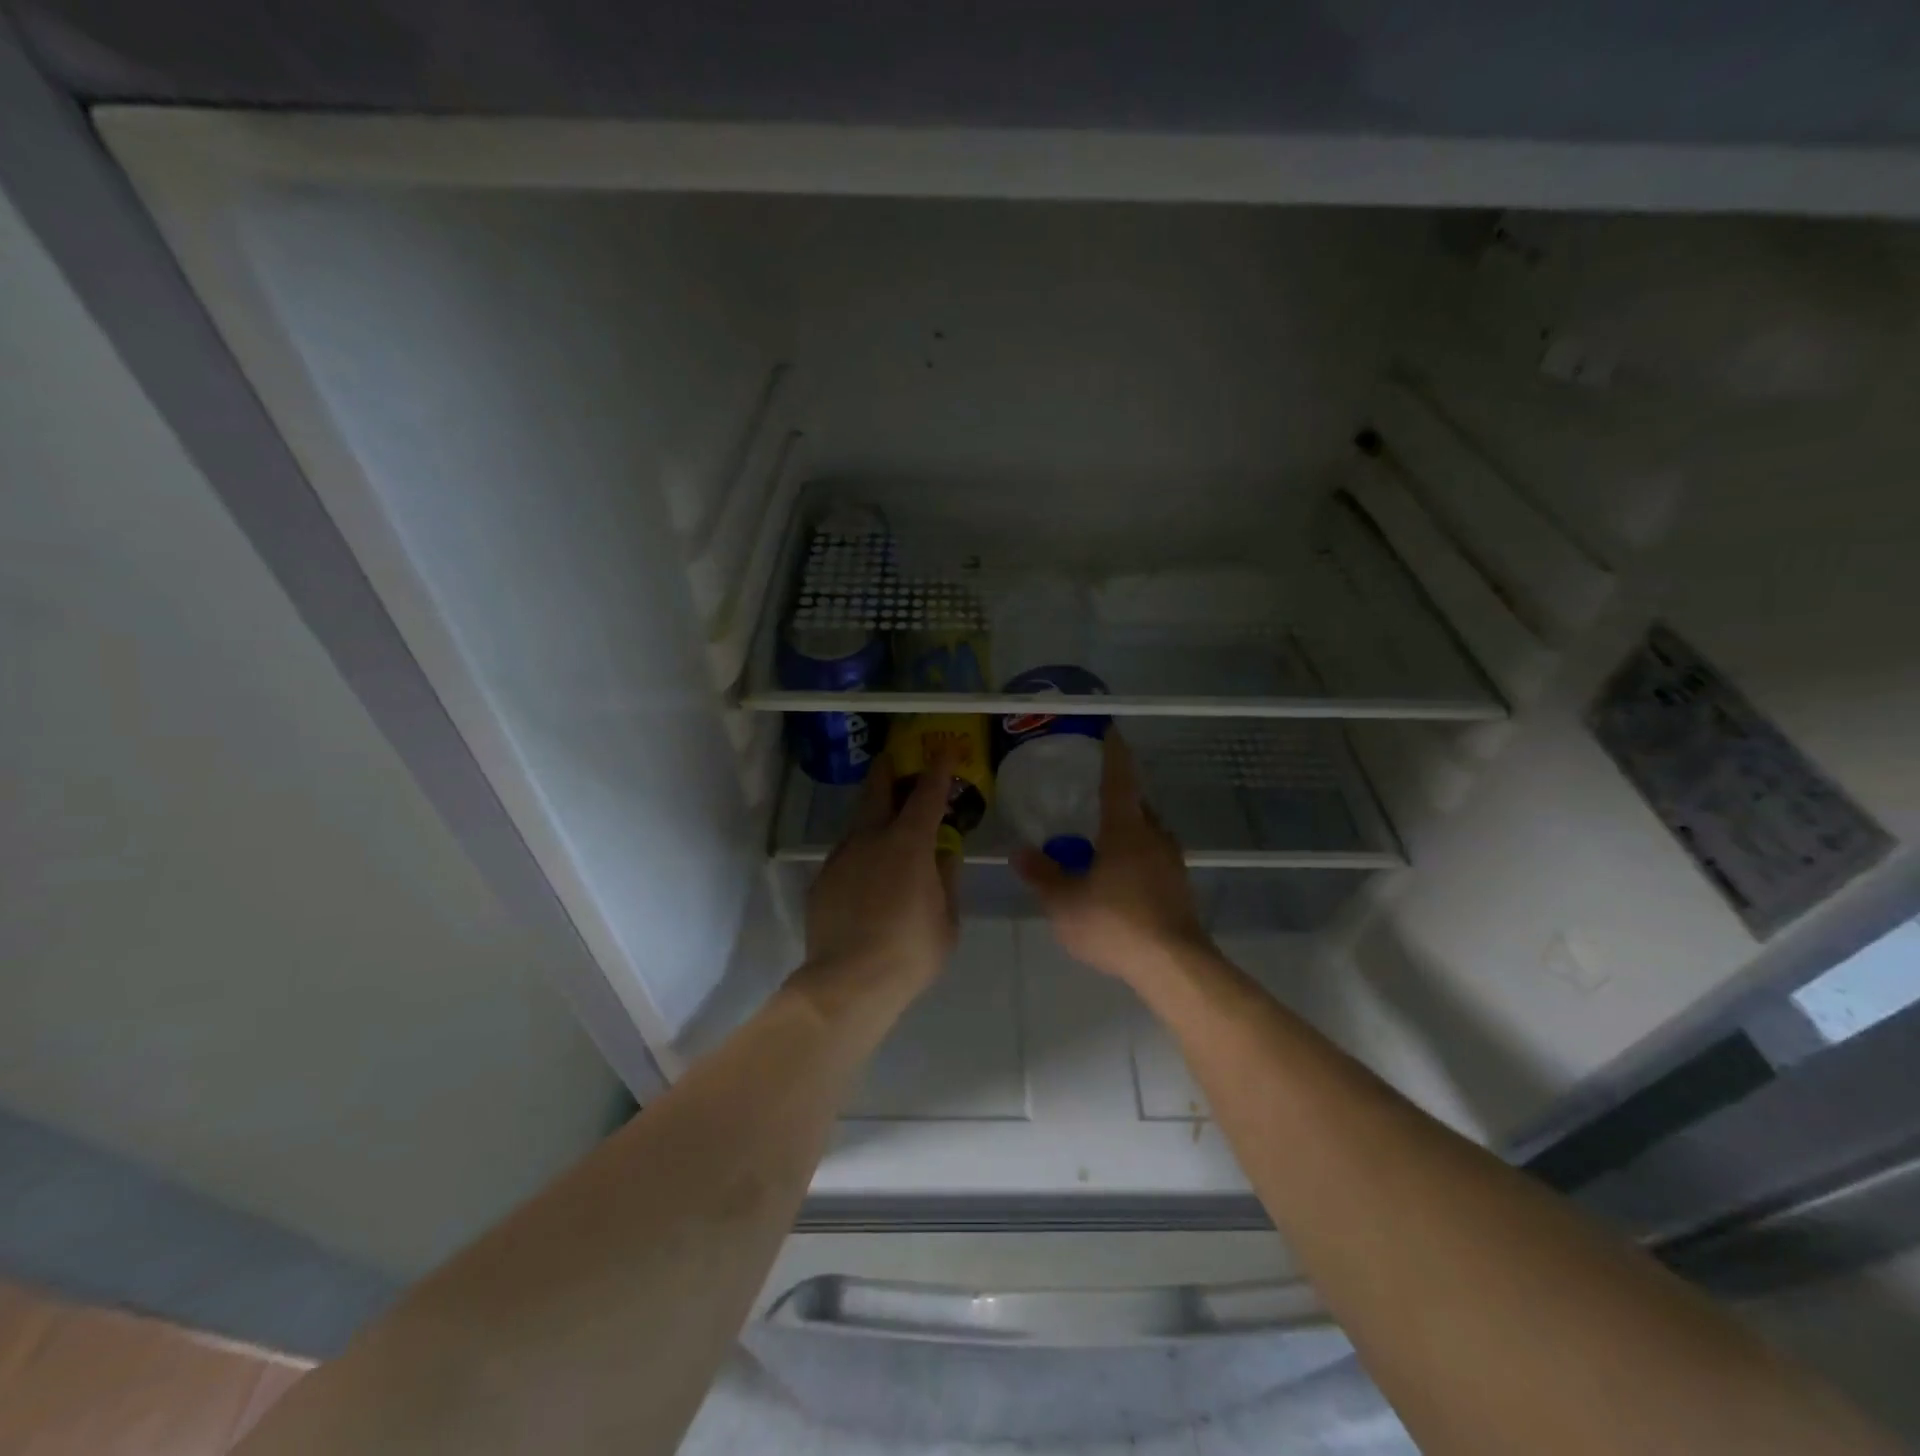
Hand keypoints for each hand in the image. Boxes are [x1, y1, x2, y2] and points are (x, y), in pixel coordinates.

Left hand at [798, 755, 959, 1015]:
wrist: (847, 983)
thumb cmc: (910, 951)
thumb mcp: (946, 919)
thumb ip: (947, 879)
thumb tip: (945, 853)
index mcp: (909, 843)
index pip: (927, 794)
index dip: (938, 769)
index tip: (944, 750)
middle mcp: (871, 839)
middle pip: (877, 790)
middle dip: (888, 770)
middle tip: (895, 760)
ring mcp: (841, 857)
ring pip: (858, 823)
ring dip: (873, 814)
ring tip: (886, 825)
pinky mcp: (822, 880)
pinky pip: (846, 855)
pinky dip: (861, 852)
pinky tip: (868, 875)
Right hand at [1015, 732, 1211, 987]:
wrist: (1173, 965)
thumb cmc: (1115, 923)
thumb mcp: (1065, 902)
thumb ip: (1042, 875)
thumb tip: (1019, 852)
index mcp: (1126, 830)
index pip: (1119, 780)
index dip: (1114, 754)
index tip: (1111, 732)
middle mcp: (1155, 838)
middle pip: (1138, 806)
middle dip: (1120, 798)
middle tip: (1094, 797)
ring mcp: (1172, 864)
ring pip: (1149, 834)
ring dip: (1129, 831)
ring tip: (1104, 841)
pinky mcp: (1180, 890)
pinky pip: (1155, 860)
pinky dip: (1137, 858)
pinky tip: (1120, 880)